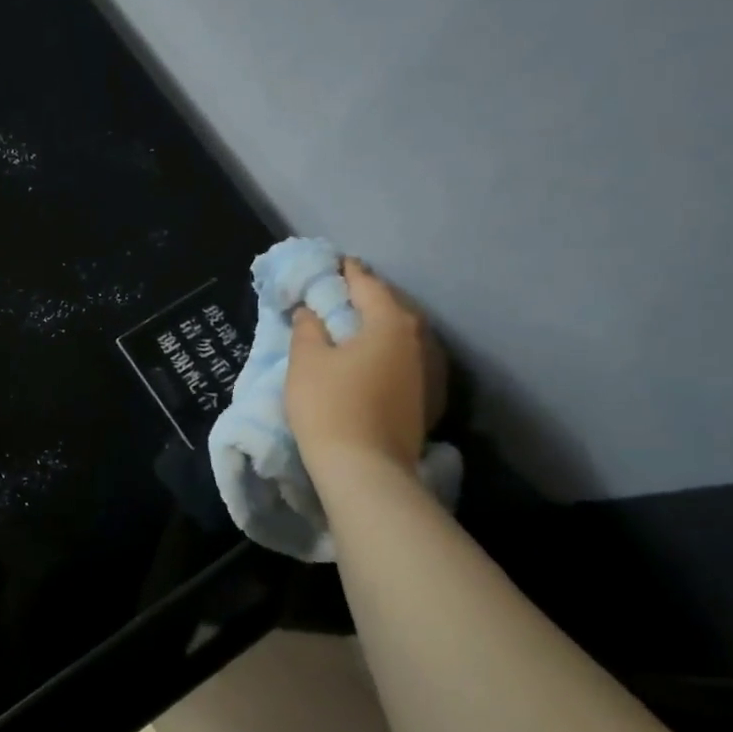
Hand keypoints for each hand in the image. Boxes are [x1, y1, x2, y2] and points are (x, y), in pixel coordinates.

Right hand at [284, 259, 445, 475]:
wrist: (365, 469)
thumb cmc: (330, 404)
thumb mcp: (306, 360)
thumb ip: (308, 328)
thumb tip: (311, 311)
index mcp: (390, 323)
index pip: (367, 284)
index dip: (347, 272)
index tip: (333, 262)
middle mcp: (417, 340)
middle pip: (390, 307)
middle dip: (364, 297)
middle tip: (337, 293)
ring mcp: (426, 371)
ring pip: (398, 334)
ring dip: (375, 325)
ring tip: (349, 324)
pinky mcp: (423, 397)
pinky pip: (401, 358)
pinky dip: (382, 349)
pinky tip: (365, 356)